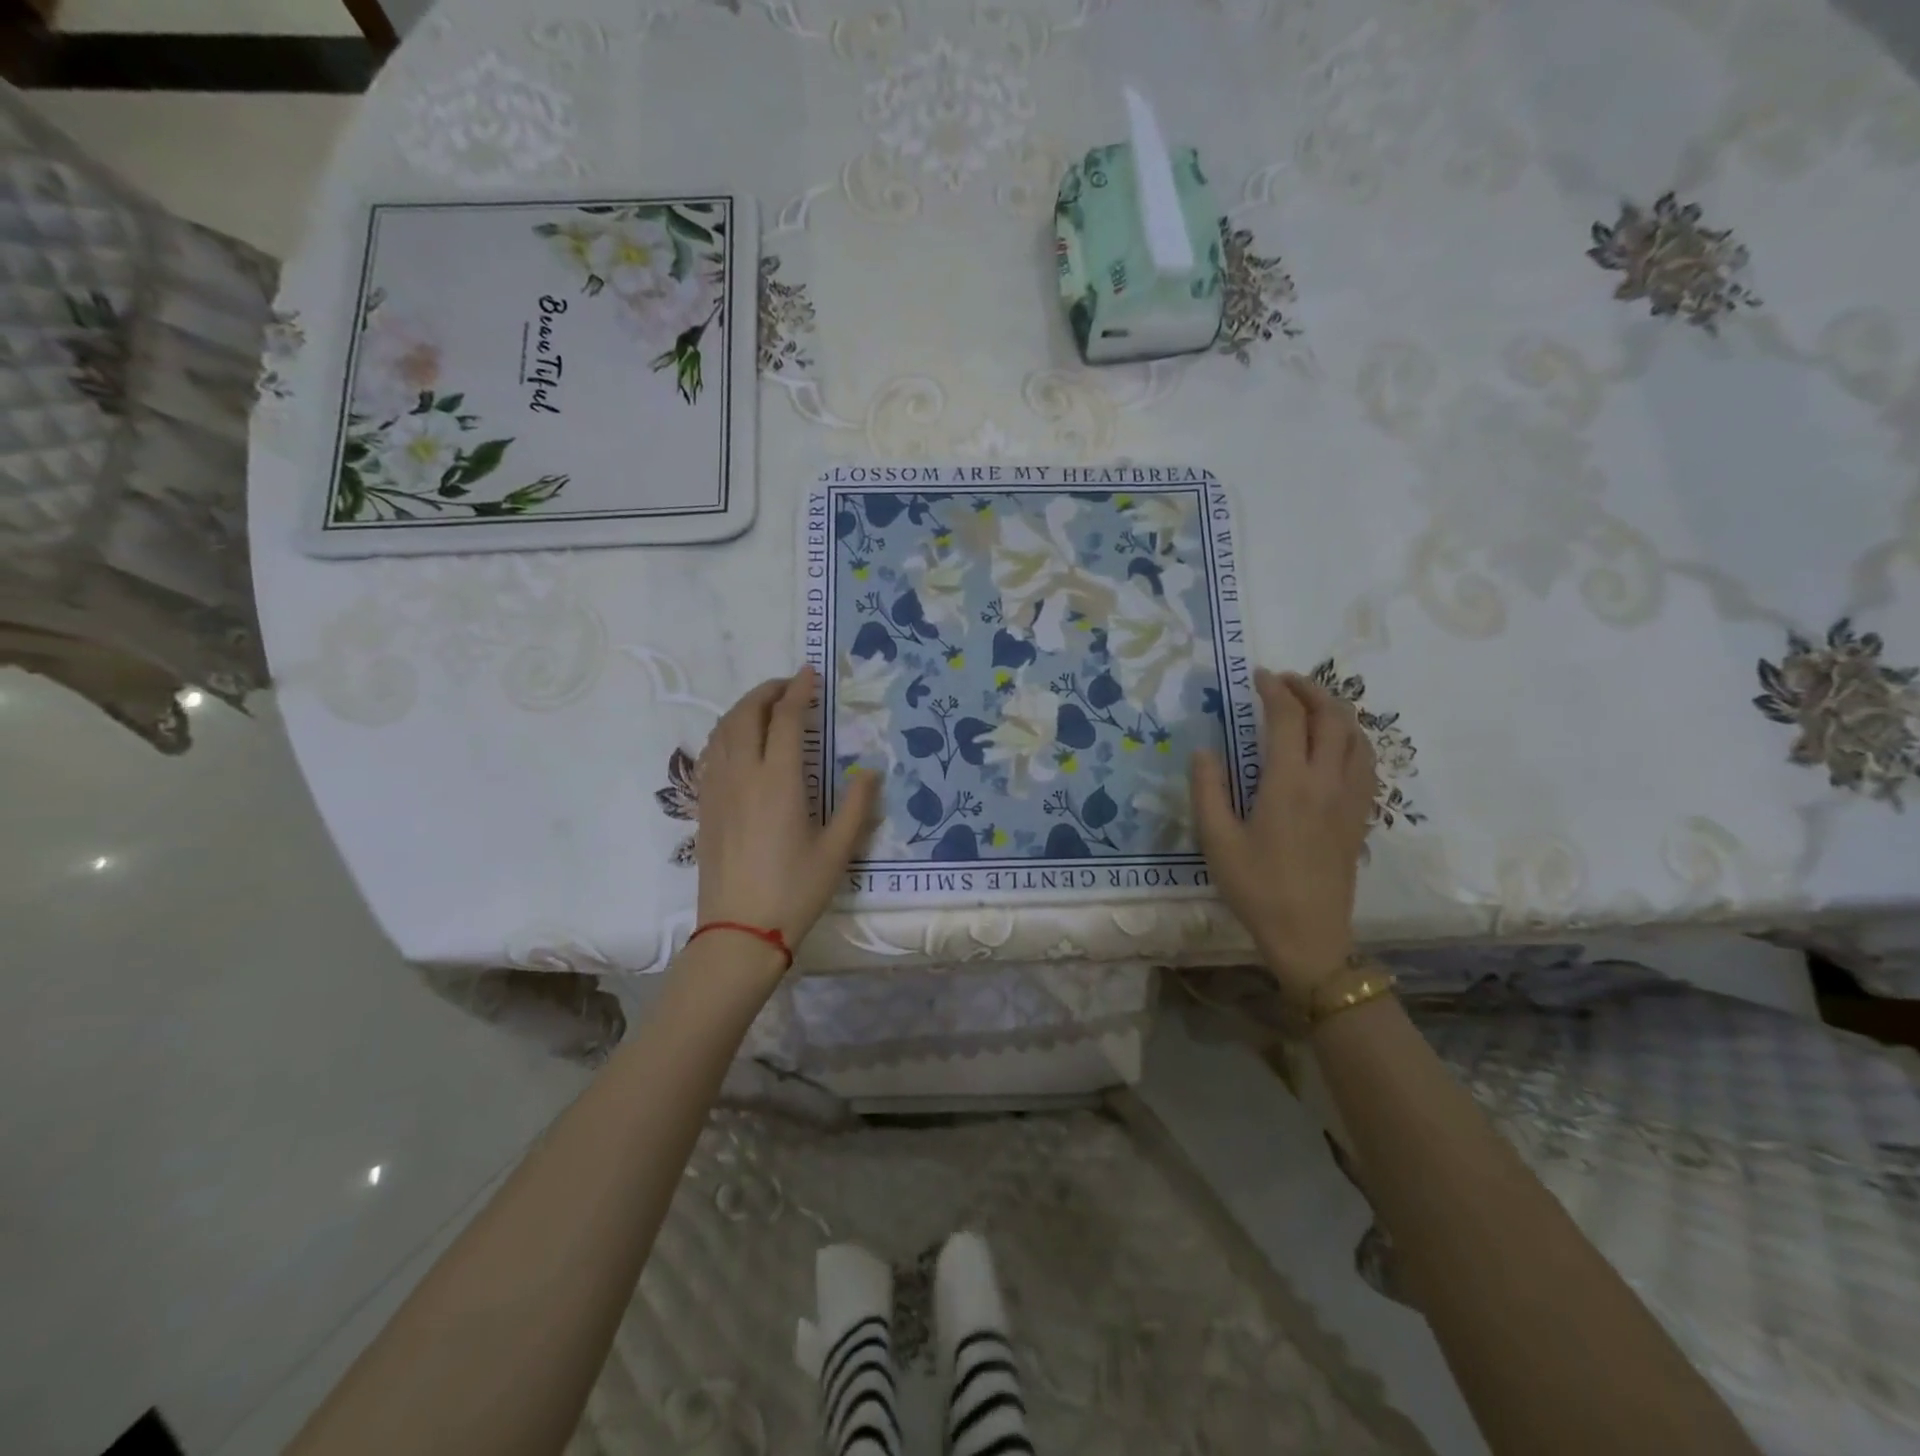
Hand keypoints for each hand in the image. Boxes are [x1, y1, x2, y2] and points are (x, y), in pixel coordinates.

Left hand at [693, 665, 880, 969]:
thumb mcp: (838, 851)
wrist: (739, 932)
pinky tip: (740, 742)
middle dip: (767, 691)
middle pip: (746, 714)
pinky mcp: (705, 806)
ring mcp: (718, 789)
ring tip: (766, 706)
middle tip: (790, 685)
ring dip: (744, 708)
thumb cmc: (794, 891)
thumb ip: (856, 806)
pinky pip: (711, 753)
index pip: (786, 719)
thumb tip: (870, 772)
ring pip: (723, 730)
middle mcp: (743, 775)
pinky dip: (727, 732)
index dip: (799, 691)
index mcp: (779, 781)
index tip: (812, 674)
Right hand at [1191, 668, 1375, 999]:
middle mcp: (1326, 782)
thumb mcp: (1216, 841)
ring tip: (1311, 704)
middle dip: (1311, 689)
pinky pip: (1366, 762)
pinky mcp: (1360, 816)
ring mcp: (1350, 799)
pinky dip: (1353, 738)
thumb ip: (1207, 790)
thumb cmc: (1256, 888)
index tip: (1257, 676)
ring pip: (1357, 737)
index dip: (1274, 690)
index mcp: (1288, 784)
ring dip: (1336, 710)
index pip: (1288, 718)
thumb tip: (1203, 751)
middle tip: (1284, 681)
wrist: (1308, 934)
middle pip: (1333, 717)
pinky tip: (1336, 744)